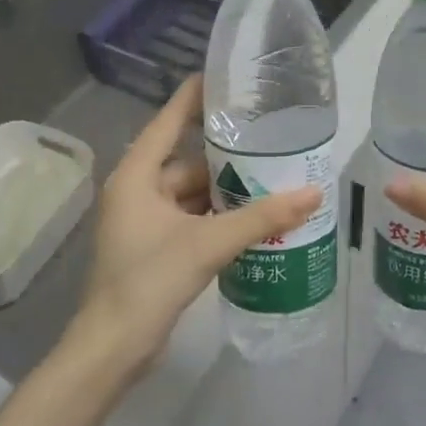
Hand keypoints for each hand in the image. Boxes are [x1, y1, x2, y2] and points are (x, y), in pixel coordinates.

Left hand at [69, 76, 321, 379]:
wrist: (113, 347)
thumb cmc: (149, 280)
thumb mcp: (208, 243)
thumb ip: (260, 218)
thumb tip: (312, 194)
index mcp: (136, 176)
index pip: (168, 122)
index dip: (195, 98)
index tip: (226, 78)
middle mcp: (136, 191)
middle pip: (186, 161)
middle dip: (226, 156)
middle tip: (269, 139)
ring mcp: (144, 221)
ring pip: (191, 193)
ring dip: (225, 191)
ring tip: (271, 178)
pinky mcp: (154, 247)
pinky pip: (190, 218)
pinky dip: (217, 217)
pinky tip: (252, 217)